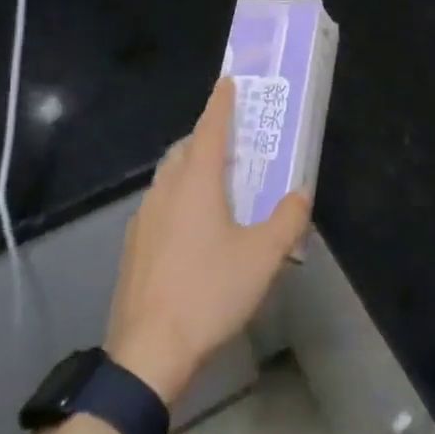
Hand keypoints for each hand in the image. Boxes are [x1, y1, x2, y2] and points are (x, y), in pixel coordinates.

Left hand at [106, 78, 310, 404]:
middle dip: (206, 137)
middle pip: (184, 151)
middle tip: (232, 140)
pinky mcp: (133, 247)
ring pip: (168, 178)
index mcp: (196, 185)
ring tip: (215, 182)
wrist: (149, 351)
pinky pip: (159, 205)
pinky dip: (178, 197)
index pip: (210, 130)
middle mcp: (165, 192)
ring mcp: (143, 220)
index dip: (221, 104)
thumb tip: (300, 192)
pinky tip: (192, 227)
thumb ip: (287, 219)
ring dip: (190, 167)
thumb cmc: (210, 293)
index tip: (227, 82)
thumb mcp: (264, 257)